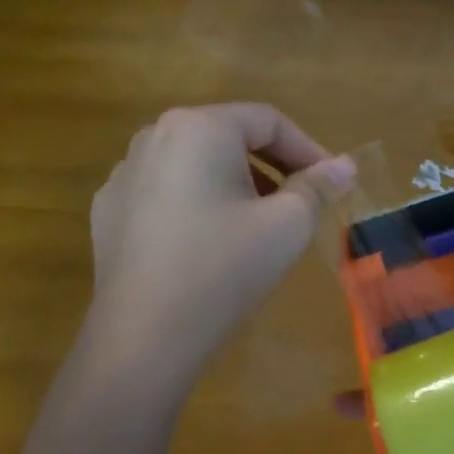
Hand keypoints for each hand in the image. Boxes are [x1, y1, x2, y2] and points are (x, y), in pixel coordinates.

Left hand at [87, 105, 353, 393]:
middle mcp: (153, 137)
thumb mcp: (288, 225)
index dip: (309, 149)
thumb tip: (344, 166)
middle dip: (272, 168)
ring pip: (195, 166)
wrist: (146, 333)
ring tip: (257, 226)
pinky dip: (196, 206)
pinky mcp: (109, 212)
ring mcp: (124, 175)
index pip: (267, 121)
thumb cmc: (226, 267)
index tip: (333, 183)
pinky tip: (208, 245)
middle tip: (301, 205)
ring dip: (235, 186)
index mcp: (199, 127)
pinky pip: (166, 194)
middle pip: (228, 139)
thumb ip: (319, 186)